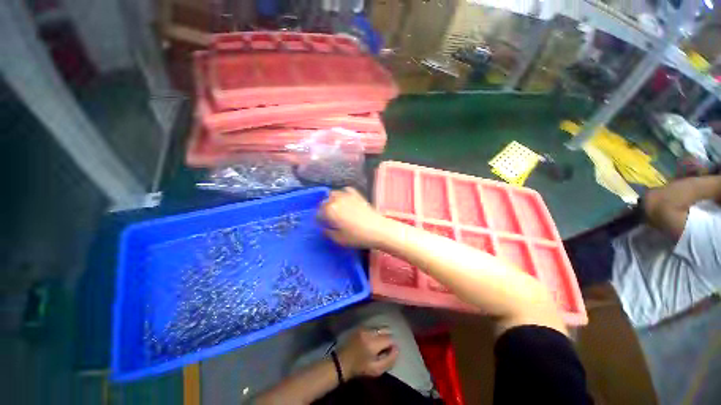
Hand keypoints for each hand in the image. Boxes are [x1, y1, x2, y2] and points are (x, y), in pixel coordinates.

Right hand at [319, 187, 387, 247]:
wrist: (378, 229)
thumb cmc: (357, 236)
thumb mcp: (339, 239)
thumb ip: (327, 232)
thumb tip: (324, 227)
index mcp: (330, 210)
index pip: (318, 212)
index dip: (319, 219)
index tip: (324, 225)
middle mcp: (336, 199)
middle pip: (324, 202)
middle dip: (325, 209)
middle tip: (330, 219)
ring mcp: (347, 195)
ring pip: (333, 194)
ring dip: (332, 201)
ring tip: (337, 210)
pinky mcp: (357, 194)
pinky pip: (345, 190)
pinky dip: (343, 194)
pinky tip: (346, 201)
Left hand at [338, 327, 398, 378]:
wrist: (341, 362)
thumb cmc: (359, 368)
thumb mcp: (376, 370)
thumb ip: (389, 359)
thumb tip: (397, 349)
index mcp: (374, 342)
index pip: (390, 338)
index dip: (392, 346)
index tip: (388, 353)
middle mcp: (369, 331)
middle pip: (385, 329)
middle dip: (387, 337)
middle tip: (384, 348)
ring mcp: (364, 327)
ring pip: (378, 328)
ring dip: (381, 334)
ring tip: (377, 345)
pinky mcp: (359, 327)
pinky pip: (371, 327)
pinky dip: (374, 333)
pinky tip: (370, 341)